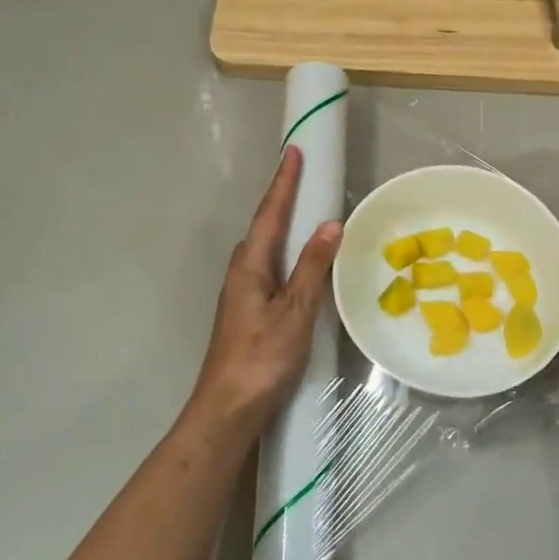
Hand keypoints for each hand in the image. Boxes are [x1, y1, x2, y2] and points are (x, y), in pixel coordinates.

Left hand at [191, 145, 341, 426]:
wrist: (228, 408)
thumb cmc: (262, 358)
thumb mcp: (294, 312)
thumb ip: (312, 268)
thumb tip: (330, 224)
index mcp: (250, 266)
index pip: (270, 214)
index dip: (284, 183)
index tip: (294, 151)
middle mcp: (242, 273)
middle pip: (264, 226)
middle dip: (282, 198)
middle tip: (302, 175)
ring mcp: (242, 293)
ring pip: (265, 248)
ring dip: (282, 224)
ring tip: (304, 209)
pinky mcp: (248, 311)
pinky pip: (270, 267)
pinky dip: (285, 251)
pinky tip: (298, 262)